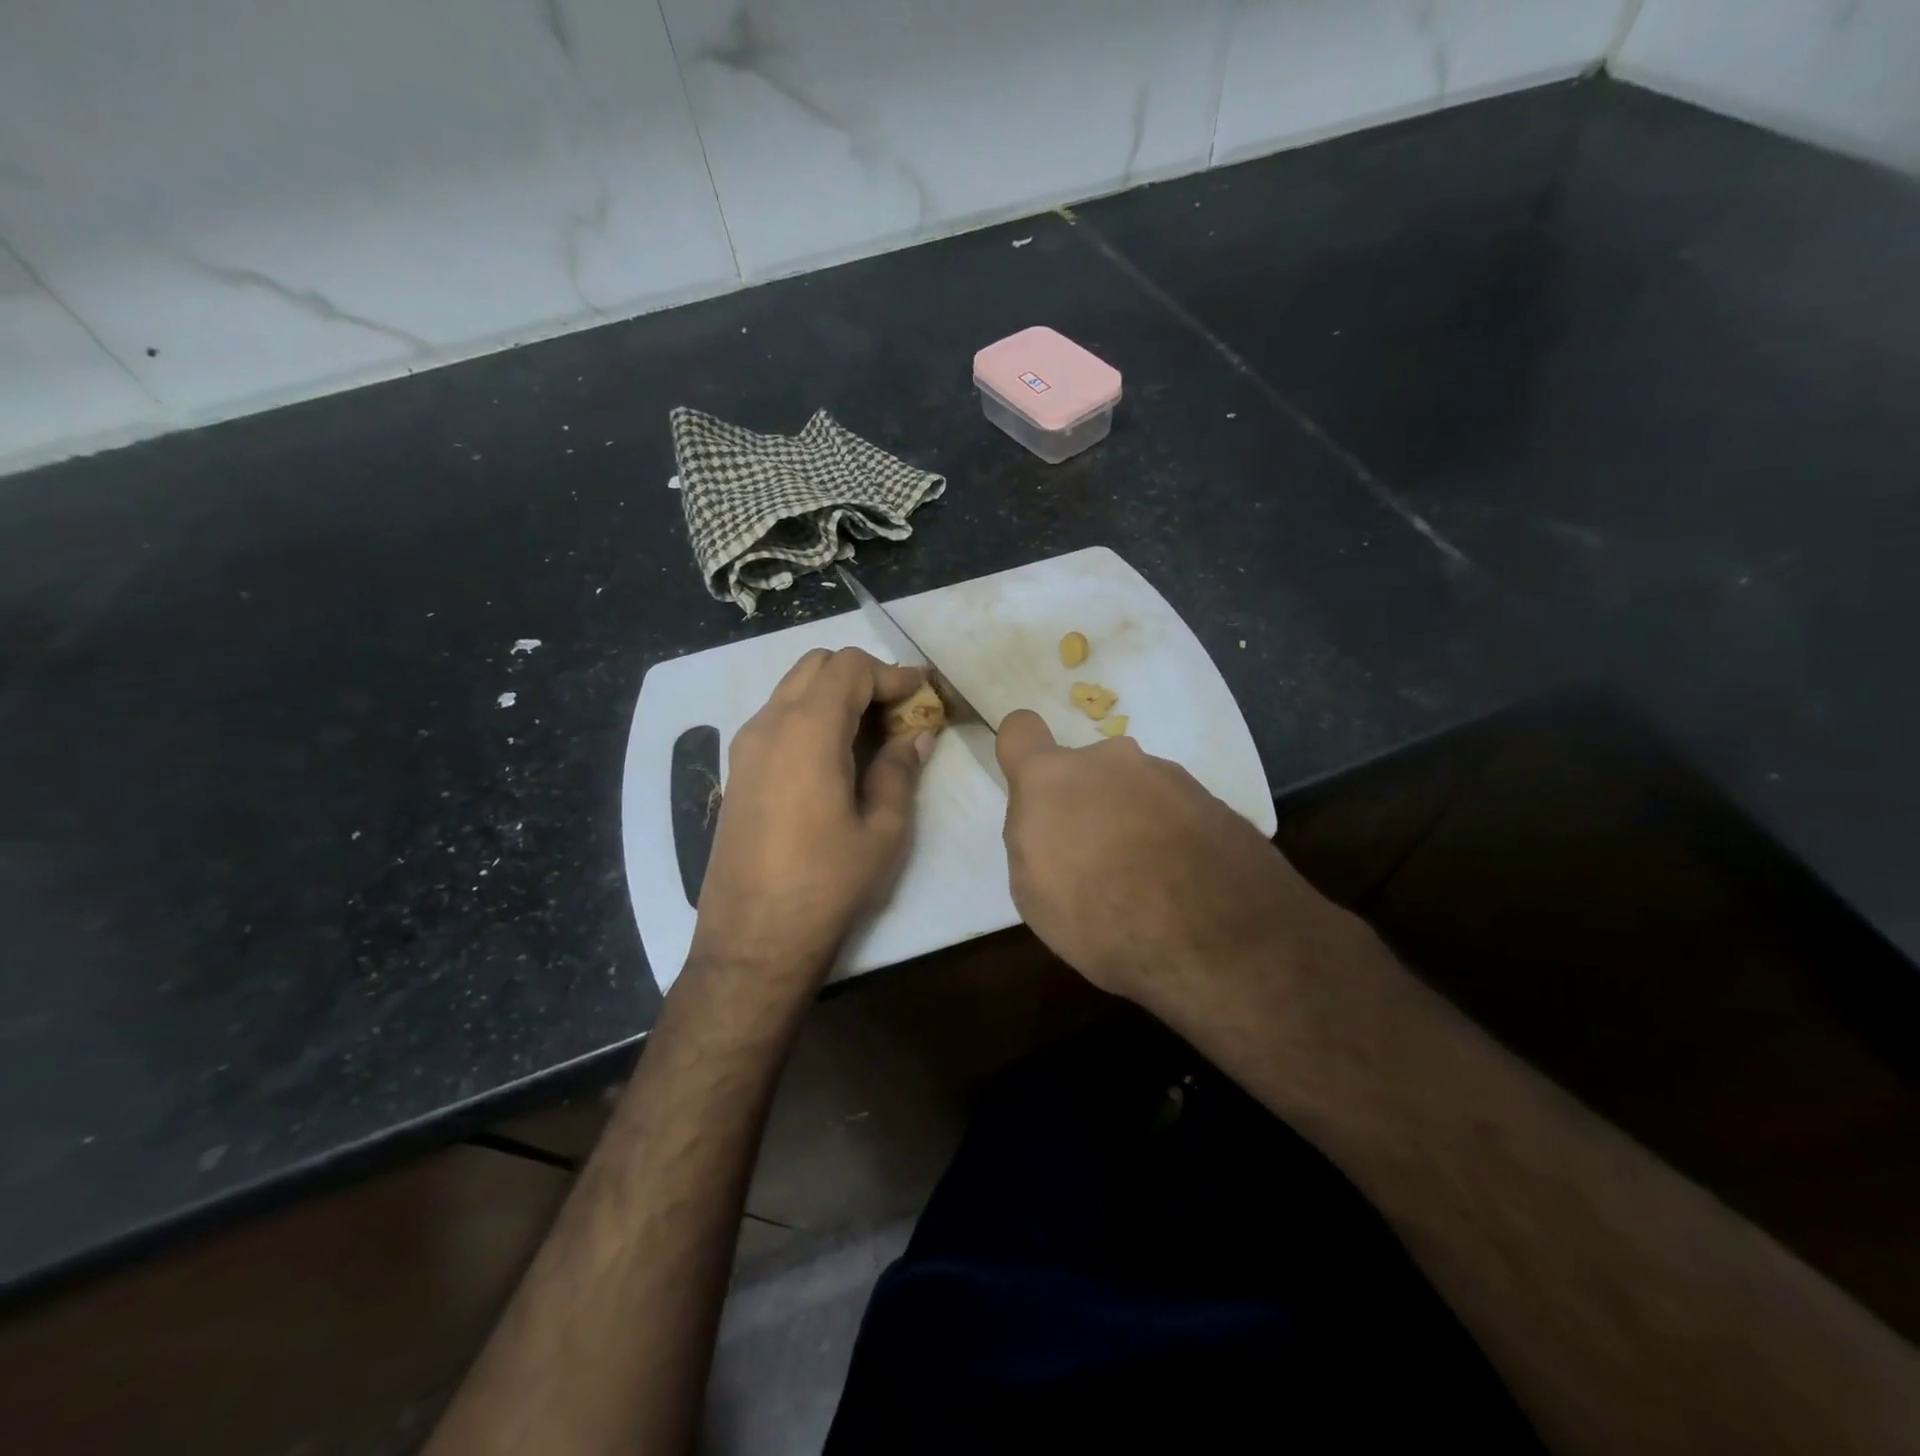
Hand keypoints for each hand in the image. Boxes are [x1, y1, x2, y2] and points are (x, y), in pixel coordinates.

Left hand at [690, 647, 932, 988]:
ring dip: (833, 694)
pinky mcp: (737, 770)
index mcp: (807, 731)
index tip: (921, 693)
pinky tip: (836, 755)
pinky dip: (810, 715)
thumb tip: (917, 735)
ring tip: (871, 731)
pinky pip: (777, 718)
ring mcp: (745, 746)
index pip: (850, 668)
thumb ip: (900, 770)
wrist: (754, 937)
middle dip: (861, 675)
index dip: (891, 673)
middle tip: (897, 709)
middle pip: (816, 666)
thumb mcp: (883, 829)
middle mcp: (769, 724)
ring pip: (793, 688)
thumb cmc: (827, 883)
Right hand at [995, 710, 1342, 1013]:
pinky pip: (1174, 809)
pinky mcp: (1213, 799)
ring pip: (1133, 789)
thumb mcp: (1034, 892)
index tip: (1033, 791)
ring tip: (1148, 881)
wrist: (1216, 939)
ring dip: (1132, 819)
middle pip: (1085, 770)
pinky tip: (1182, 883)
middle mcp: (1110, 761)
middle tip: (1097, 860)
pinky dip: (1171, 835)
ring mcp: (1167, 775)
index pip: (1020, 730)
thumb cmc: (1101, 919)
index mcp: (1052, 778)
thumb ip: (1032, 839)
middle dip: (1086, 803)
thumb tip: (1049, 824)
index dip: (1021, 754)